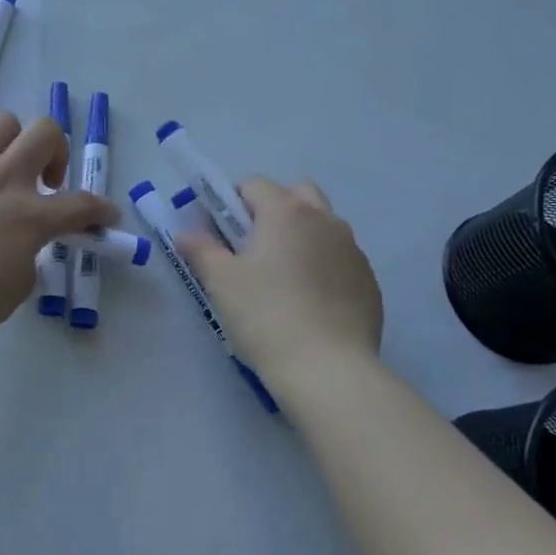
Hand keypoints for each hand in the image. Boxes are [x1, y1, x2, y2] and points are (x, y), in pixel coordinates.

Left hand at [0, 112, 117, 344]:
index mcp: (29, 216)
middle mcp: (3, 179)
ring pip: (2, 124)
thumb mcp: (12, 290)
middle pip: (45, 132)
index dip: (100, 209)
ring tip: (2, 172)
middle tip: (46, 180)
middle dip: (56, 150)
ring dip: (13, 143)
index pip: (81, 205)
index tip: (106, 215)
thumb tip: (19, 243)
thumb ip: (26, 257)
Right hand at [178, 178, 382, 392]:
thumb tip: (186, 234)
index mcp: (286, 211)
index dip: (230, 203)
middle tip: (252, 247)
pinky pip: (340, 258)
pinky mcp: (369, 281)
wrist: (328, 370)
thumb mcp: (221, 282)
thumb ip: (201, 250)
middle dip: (273, 209)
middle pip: (296, 194)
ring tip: (282, 277)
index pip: (253, 185)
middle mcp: (324, 219)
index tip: (218, 233)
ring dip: (301, 235)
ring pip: (323, 225)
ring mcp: (352, 249)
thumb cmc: (265, 316)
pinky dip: (323, 265)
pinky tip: (309, 301)